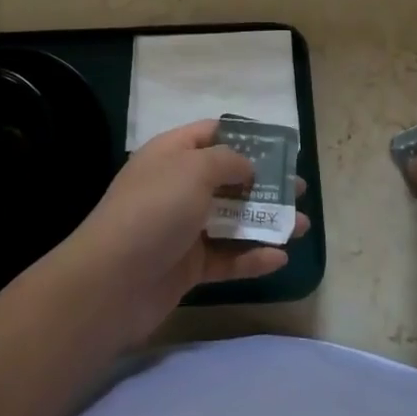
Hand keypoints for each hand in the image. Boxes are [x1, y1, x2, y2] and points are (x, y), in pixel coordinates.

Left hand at [53, 119, 311, 345]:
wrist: (112, 282)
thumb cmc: (155, 209)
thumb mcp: (194, 169)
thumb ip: (228, 161)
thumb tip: (247, 167)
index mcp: (172, 153)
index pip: (211, 133)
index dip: (245, 136)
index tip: (279, 146)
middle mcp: (178, 186)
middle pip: (228, 178)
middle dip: (265, 182)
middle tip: (300, 188)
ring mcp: (183, 227)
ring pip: (232, 220)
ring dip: (267, 221)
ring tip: (304, 225)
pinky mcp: (188, 266)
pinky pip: (227, 257)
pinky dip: (252, 256)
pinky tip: (279, 258)